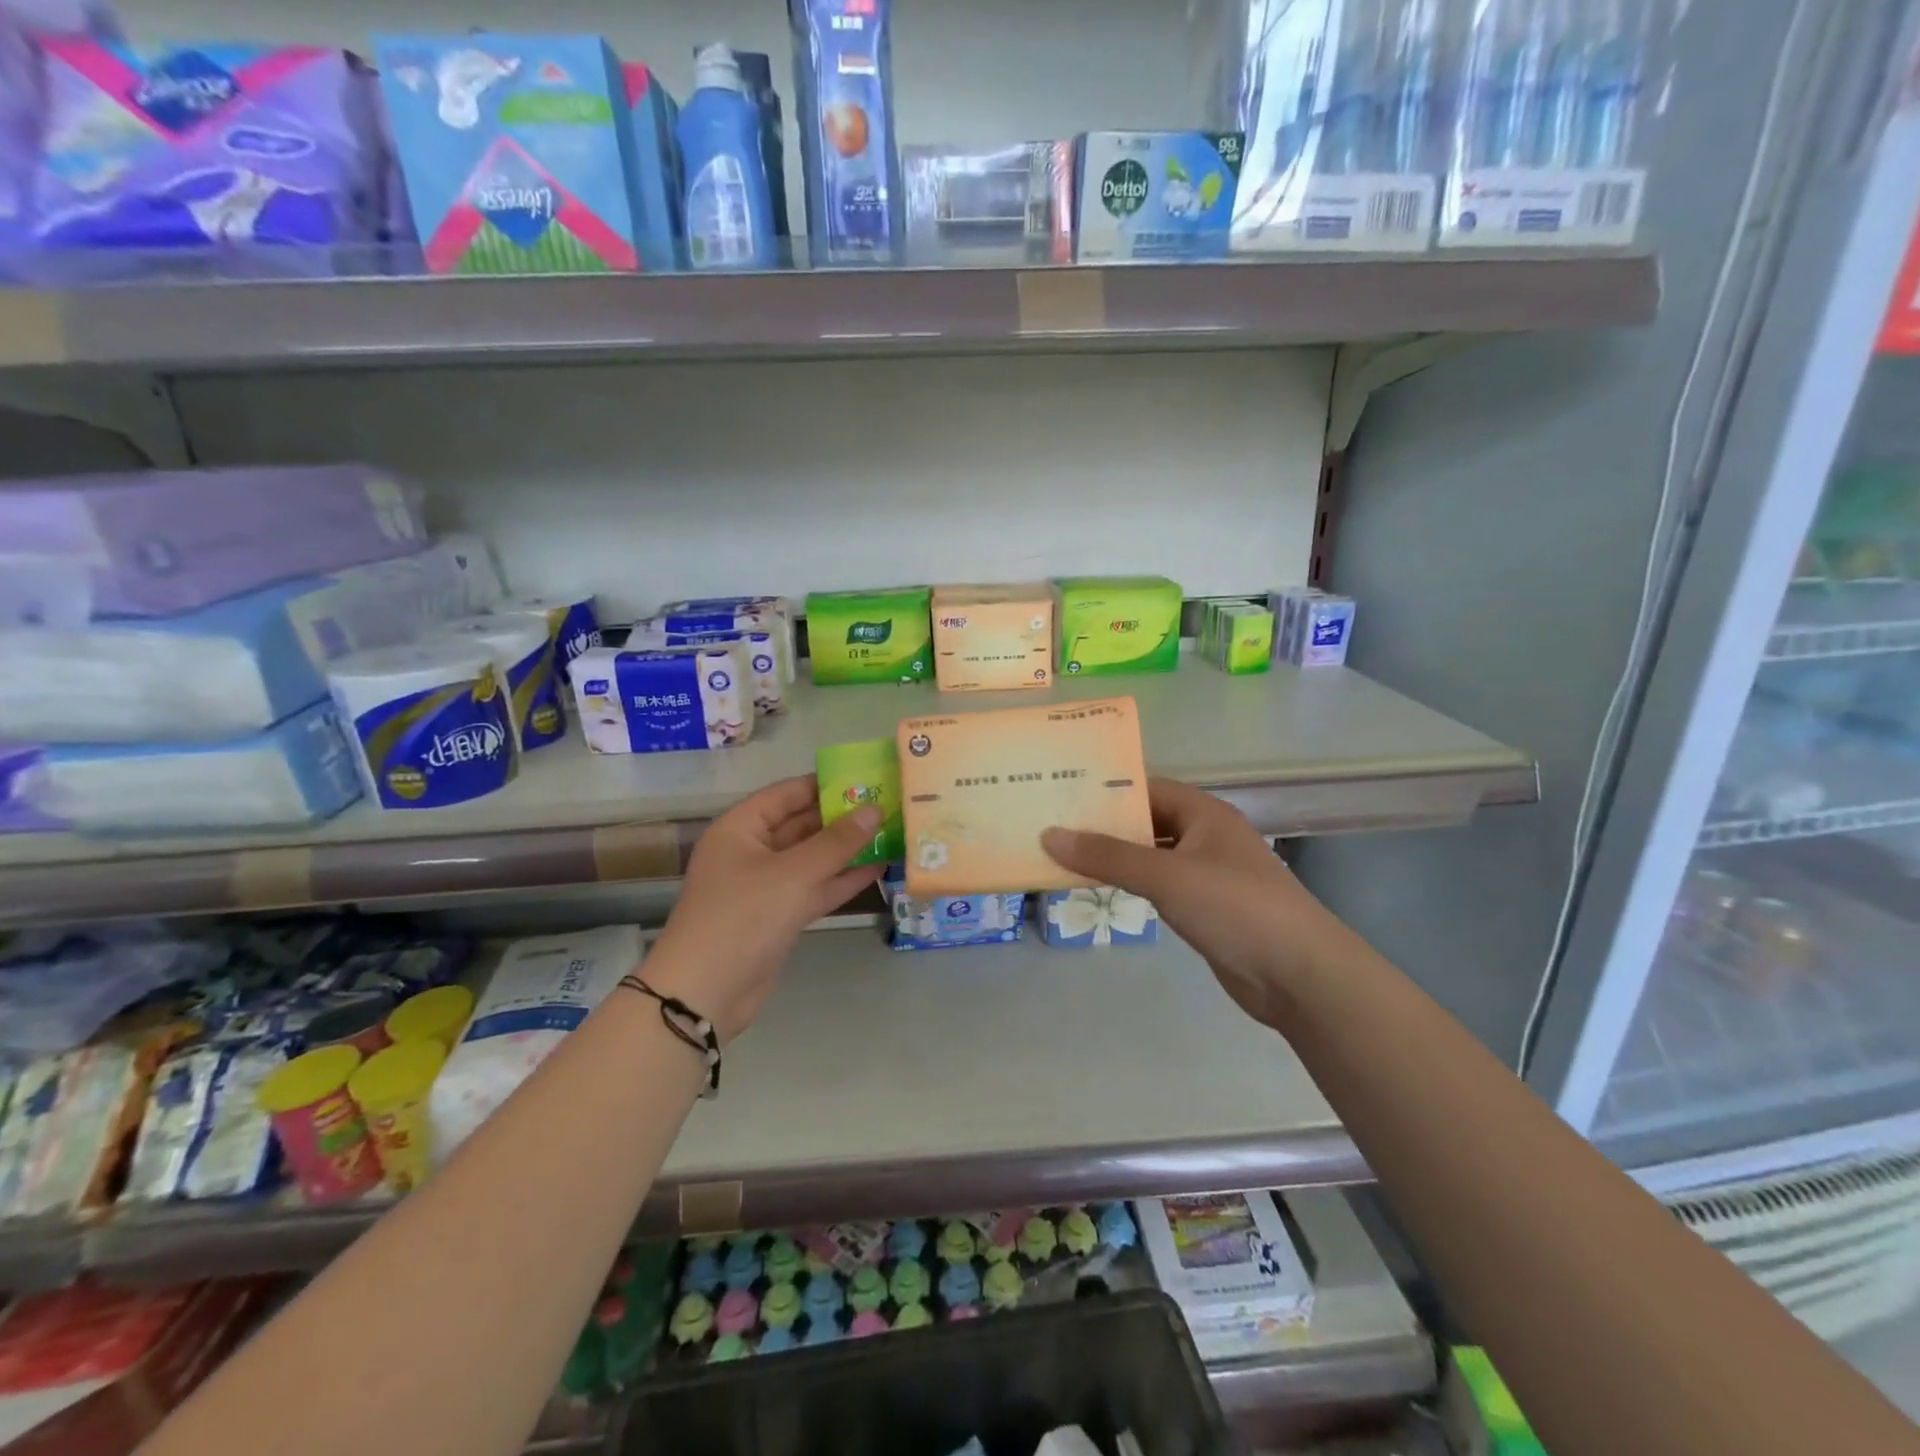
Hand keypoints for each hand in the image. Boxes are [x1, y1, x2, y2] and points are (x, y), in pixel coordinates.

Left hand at [645, 776, 882, 1040]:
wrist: (705, 994)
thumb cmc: (743, 917)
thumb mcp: (794, 874)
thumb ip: (837, 841)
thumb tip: (874, 808)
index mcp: (741, 828)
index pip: (787, 793)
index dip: (825, 784)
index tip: (867, 778)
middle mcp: (752, 851)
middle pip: (802, 824)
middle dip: (842, 817)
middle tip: (888, 805)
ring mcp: (766, 885)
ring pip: (812, 858)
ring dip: (847, 848)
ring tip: (891, 832)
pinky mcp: (779, 915)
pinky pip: (815, 887)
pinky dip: (842, 879)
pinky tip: (878, 868)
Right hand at [1041, 778, 1343, 1028]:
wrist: (1300, 975)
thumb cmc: (1235, 908)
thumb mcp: (1166, 875)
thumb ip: (1108, 856)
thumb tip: (1049, 835)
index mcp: (1204, 813)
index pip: (1147, 788)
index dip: (1107, 790)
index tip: (1062, 794)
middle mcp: (1206, 836)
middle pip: (1147, 821)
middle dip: (1105, 825)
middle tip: (1052, 826)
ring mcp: (1208, 874)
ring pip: (1152, 855)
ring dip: (1116, 857)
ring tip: (1065, 856)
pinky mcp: (1206, 908)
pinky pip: (1160, 885)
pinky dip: (1132, 883)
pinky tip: (1102, 889)